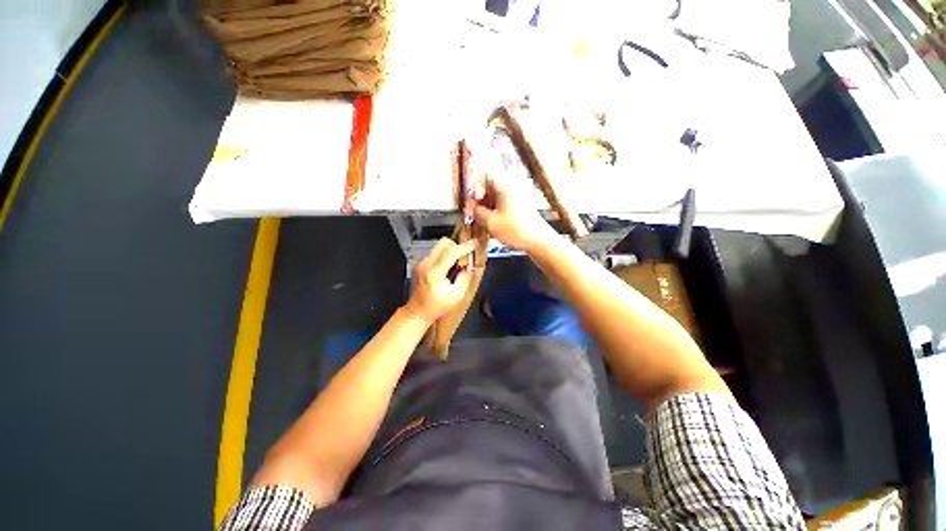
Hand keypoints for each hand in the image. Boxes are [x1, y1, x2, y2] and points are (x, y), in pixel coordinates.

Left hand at [405, 238, 475, 324]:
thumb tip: (469, 266)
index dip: (465, 247)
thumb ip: (465, 278)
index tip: (475, 244)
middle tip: (464, 256)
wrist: (417, 312)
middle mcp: (426, 264)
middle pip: (444, 243)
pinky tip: (446, 269)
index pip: (452, 252)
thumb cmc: (438, 306)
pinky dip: (443, 256)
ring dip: (450, 251)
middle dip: (457, 246)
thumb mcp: (457, 295)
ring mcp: (421, 263)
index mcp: (435, 273)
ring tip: (455, 265)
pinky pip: (434, 253)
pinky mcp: (419, 264)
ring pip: (439, 247)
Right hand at [472, 175, 555, 251]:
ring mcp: (516, 197)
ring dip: (486, 209)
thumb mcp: (490, 222)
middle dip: (479, 201)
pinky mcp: (519, 207)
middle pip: (488, 187)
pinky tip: (492, 226)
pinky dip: (494, 213)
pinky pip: (502, 205)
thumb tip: (470, 207)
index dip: (474, 188)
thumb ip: (476, 212)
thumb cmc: (516, 230)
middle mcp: (511, 187)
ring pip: (494, 198)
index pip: (484, 175)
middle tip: (473, 215)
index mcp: (504, 185)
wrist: (539, 241)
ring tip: (482, 223)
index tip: (472, 202)